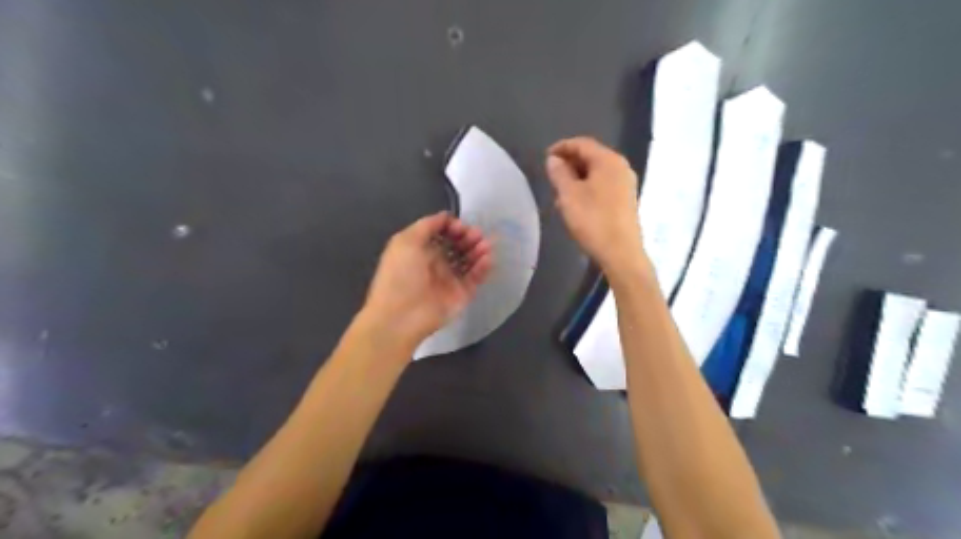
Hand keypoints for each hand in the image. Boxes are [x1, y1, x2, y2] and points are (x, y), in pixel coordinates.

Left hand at [363, 211, 495, 353]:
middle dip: (468, 237)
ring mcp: (450, 279)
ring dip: (478, 249)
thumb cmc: (400, 275)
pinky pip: (476, 277)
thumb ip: (427, 225)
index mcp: (420, 250)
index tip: (460, 226)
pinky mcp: (462, 294)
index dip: (453, 227)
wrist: (401, 316)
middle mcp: (436, 263)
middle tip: (476, 234)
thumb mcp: (406, 241)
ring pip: (469, 260)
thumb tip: (445, 216)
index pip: (442, 234)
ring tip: (485, 244)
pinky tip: (487, 258)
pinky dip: (483, 267)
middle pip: (458, 245)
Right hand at [548, 136, 643, 274]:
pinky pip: (604, 186)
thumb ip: (559, 173)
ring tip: (560, 192)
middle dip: (570, 163)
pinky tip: (576, 203)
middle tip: (551, 175)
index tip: (545, 157)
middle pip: (592, 157)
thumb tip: (554, 159)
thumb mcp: (569, 195)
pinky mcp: (626, 200)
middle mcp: (621, 167)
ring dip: (577, 178)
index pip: (582, 144)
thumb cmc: (593, 220)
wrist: (621, 253)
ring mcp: (626, 184)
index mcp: (609, 161)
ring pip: (597, 173)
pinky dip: (588, 188)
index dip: (562, 147)